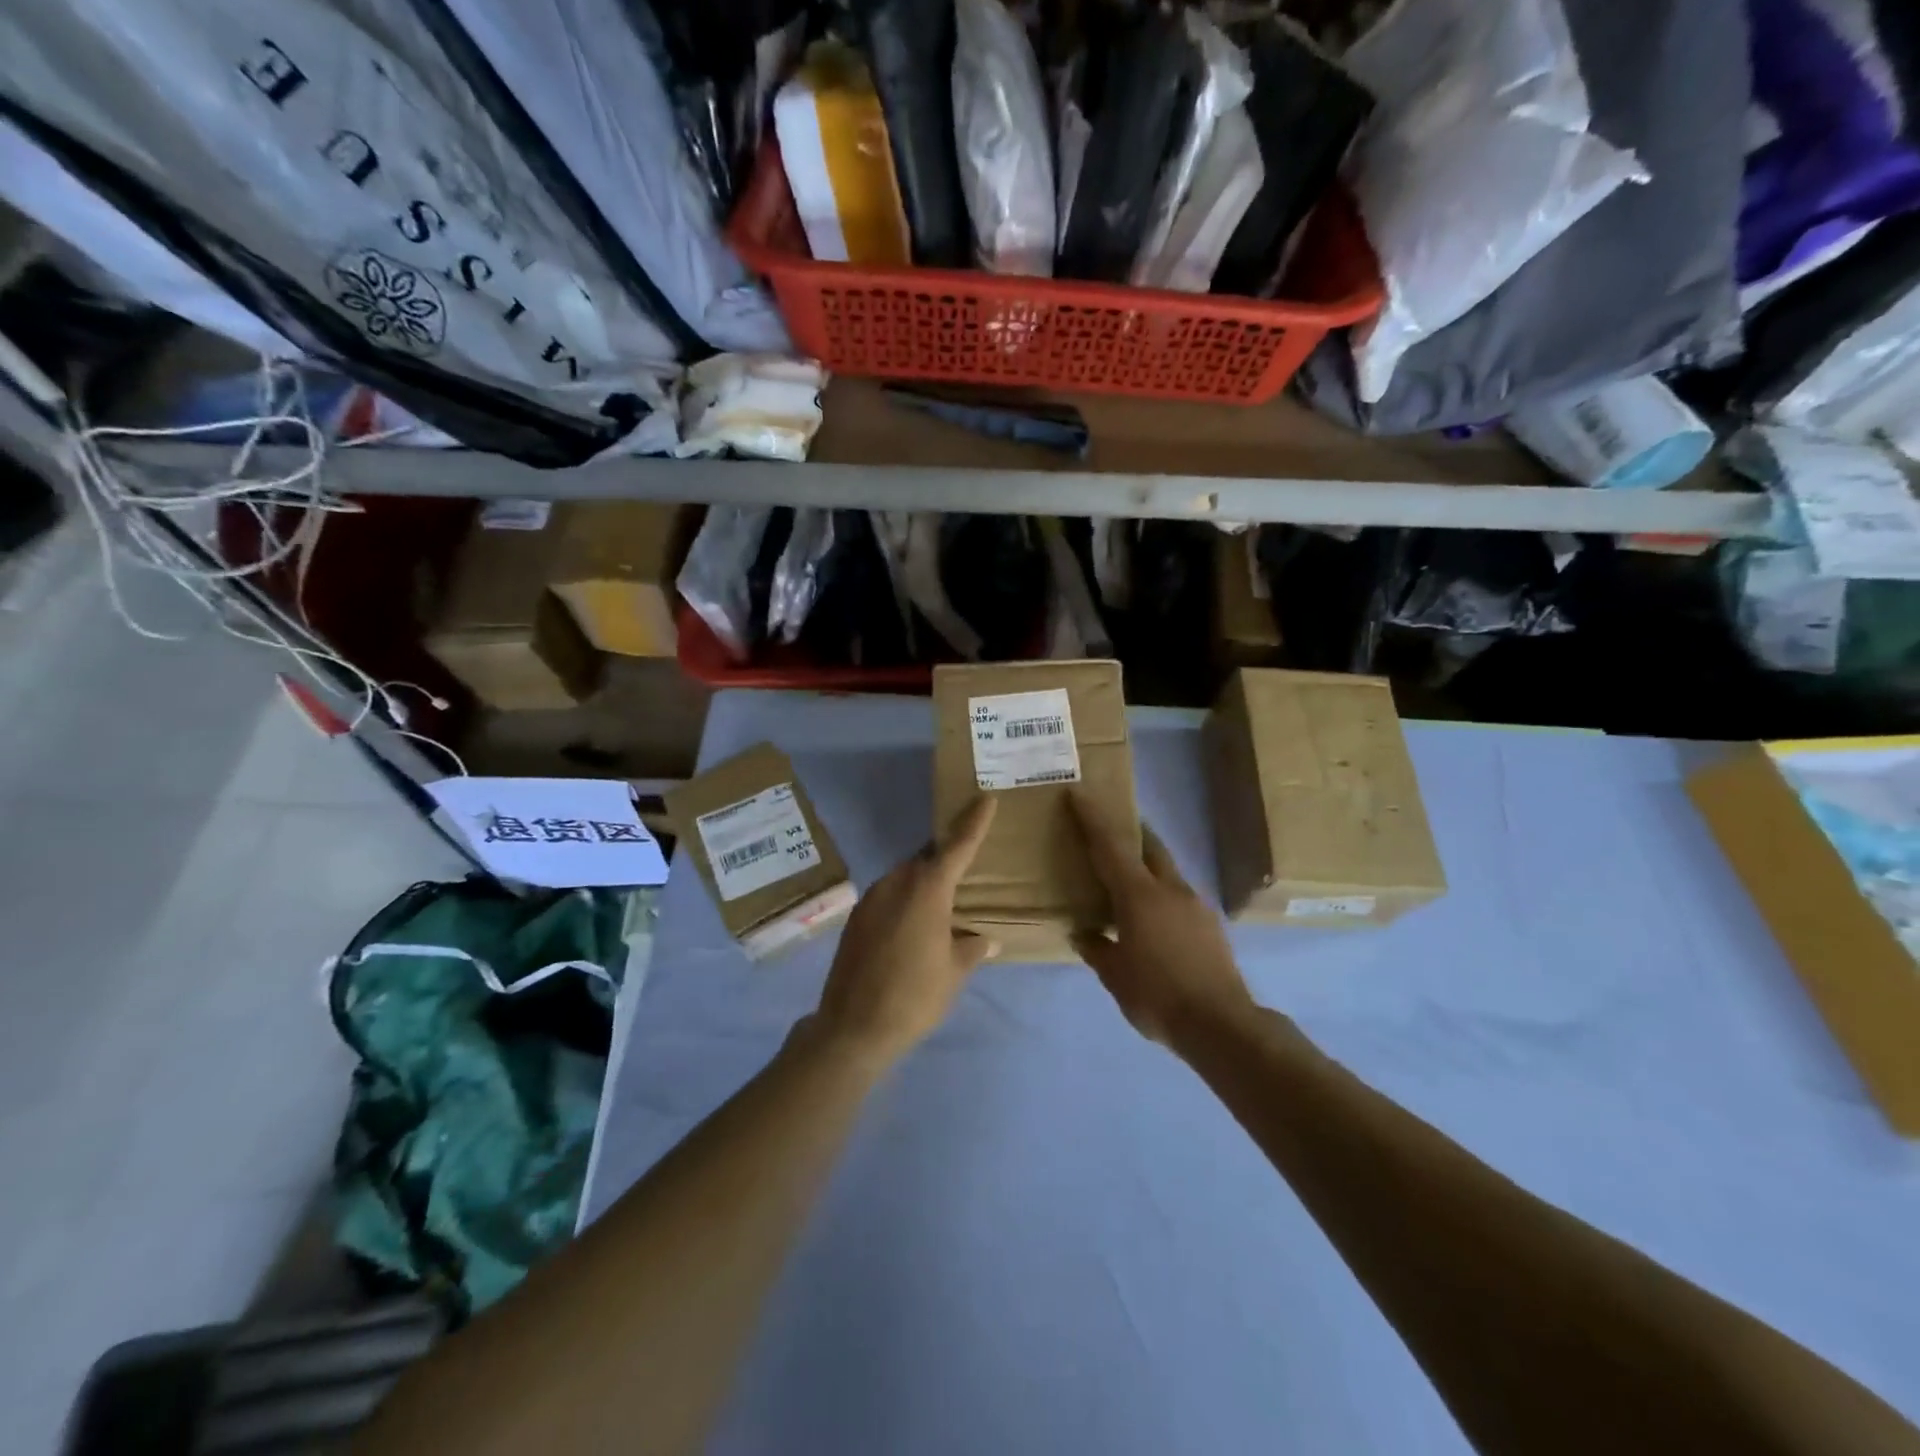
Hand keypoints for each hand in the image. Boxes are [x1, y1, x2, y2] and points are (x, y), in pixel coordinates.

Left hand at [814, 796, 999, 1065]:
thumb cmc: (914, 996)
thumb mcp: (953, 973)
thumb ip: (970, 949)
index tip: (985, 798)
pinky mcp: (855, 918)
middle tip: (965, 870)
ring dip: (922, 882)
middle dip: (945, 859)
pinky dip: (903, 900)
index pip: (957, 846)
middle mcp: (897, 883)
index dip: (973, 822)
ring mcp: (871, 899)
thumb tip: (984, 940)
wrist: (853, 1027)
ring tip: (939, 904)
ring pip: (904, 876)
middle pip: (926, 859)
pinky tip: (910, 926)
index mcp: (927, 890)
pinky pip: (887, 896)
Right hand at [1068, 791, 1252, 1047]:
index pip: (1110, 846)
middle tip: (1111, 826)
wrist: (1221, 1024)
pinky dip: (1160, 892)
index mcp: (1139, 895)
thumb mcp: (1115, 976)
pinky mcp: (1209, 924)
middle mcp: (1169, 889)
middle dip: (1130, 830)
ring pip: (1167, 869)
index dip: (1092, 818)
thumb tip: (1083, 932)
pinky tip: (1153, 917)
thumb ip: (1097, 948)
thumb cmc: (1158, 996)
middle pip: (1149, 845)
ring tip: (1128, 879)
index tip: (1078, 793)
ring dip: (1147, 863)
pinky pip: (1178, 894)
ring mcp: (1195, 904)